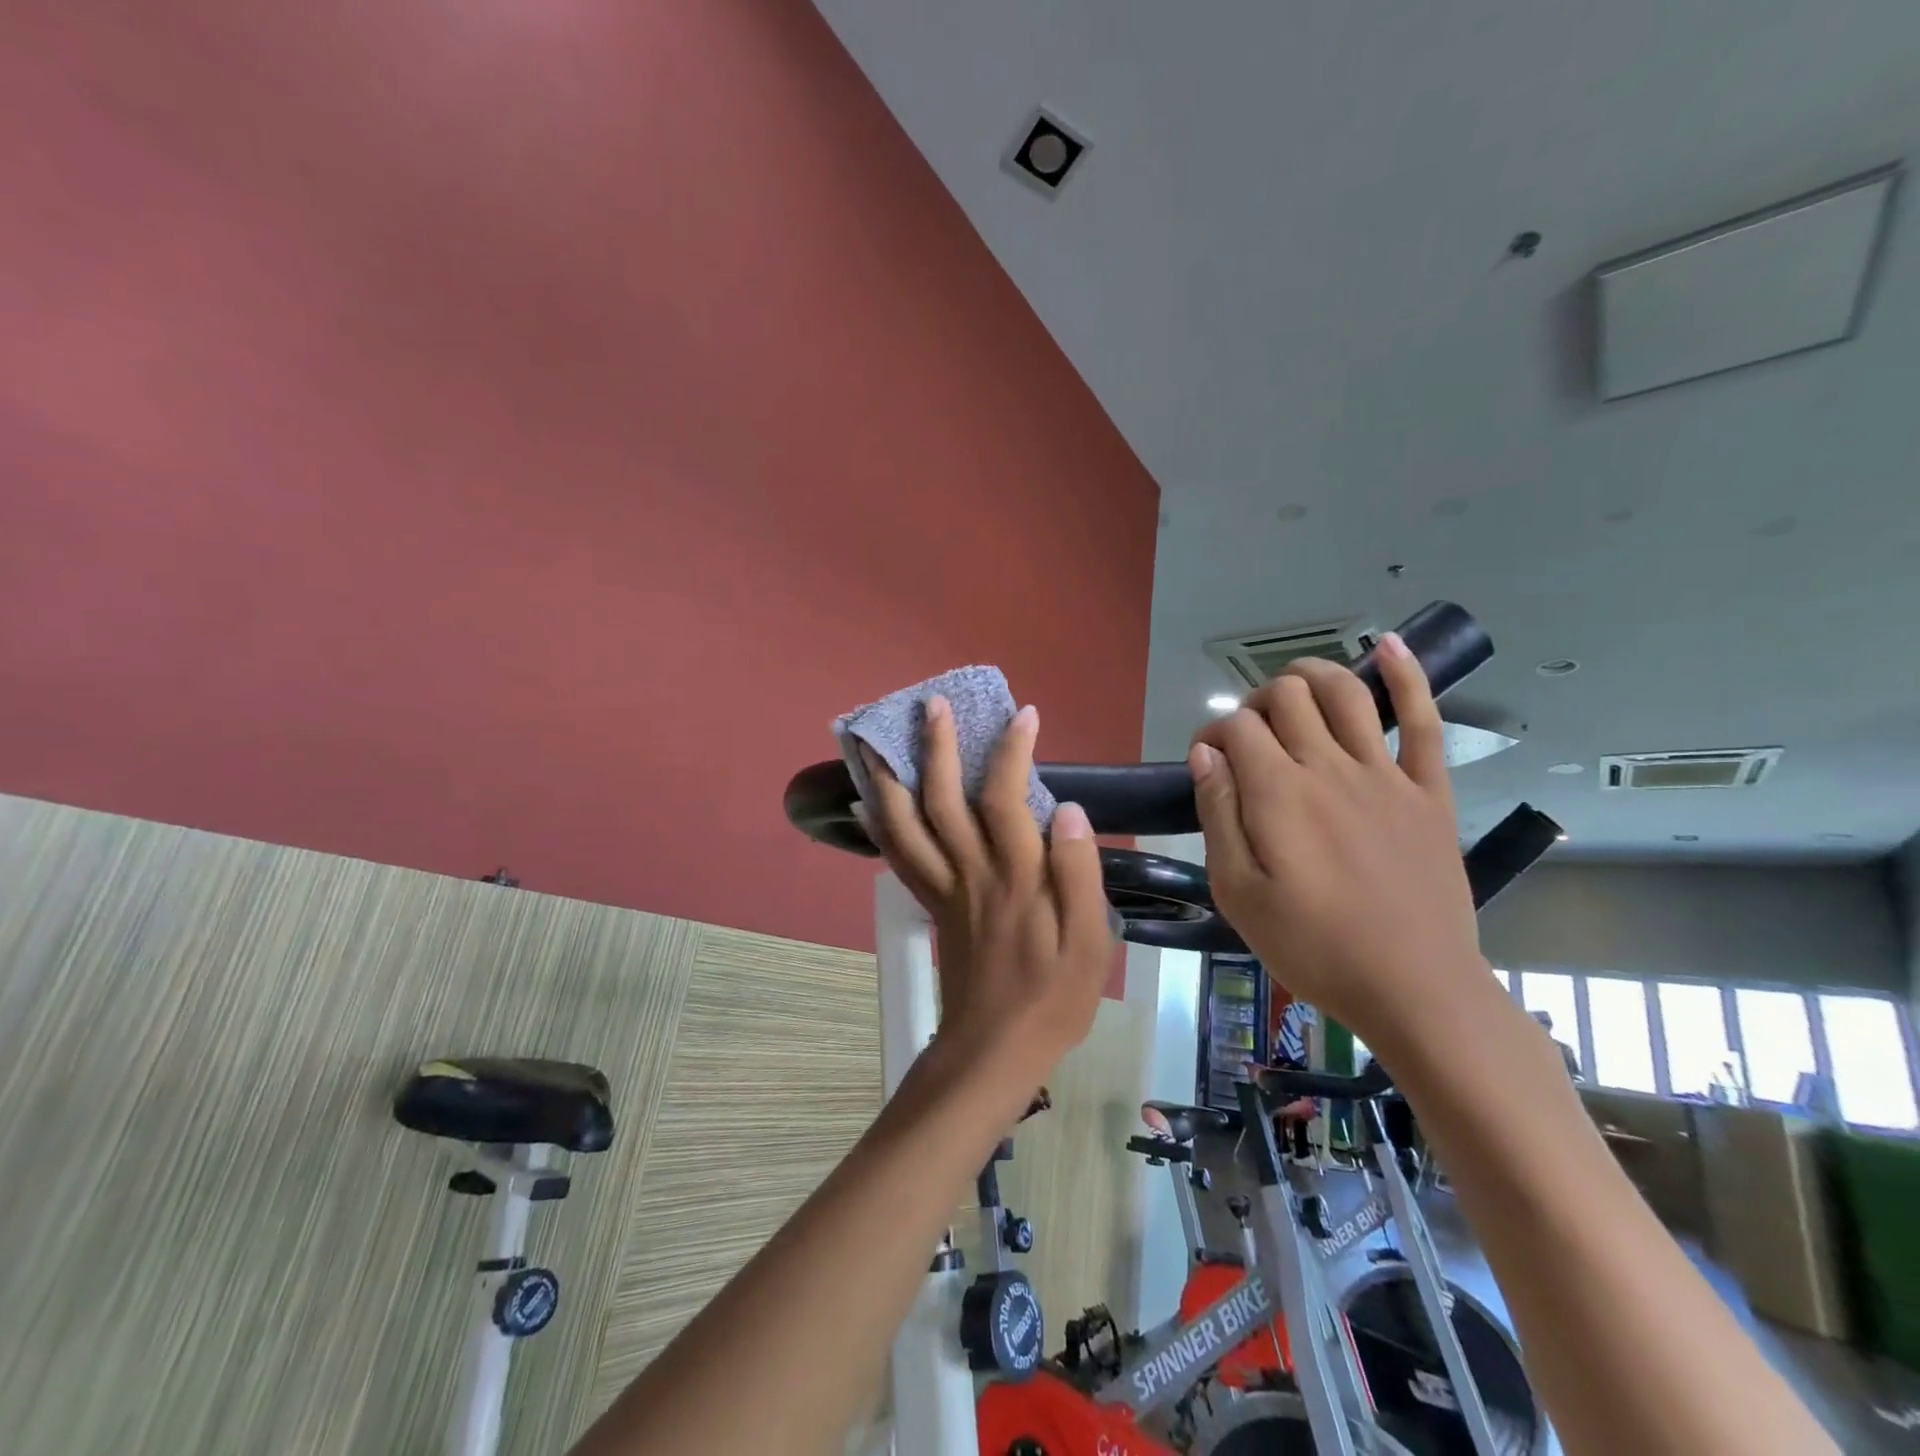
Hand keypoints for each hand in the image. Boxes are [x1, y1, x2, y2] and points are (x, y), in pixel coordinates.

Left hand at [858, 696, 1114, 1088]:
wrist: (994, 1050)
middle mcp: (971, 872)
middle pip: (942, 799)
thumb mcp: (1090, 944)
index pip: (1005, 798)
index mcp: (1016, 877)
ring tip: (874, 739)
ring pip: (906, 825)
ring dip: (889, 777)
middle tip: (930, 704)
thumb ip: (1080, 874)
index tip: (1023, 715)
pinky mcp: (930, 906)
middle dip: (935, 747)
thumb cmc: (1052, 998)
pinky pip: (897, 859)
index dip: (1012, 751)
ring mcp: (943, 888)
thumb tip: (1069, 810)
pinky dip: (879, 826)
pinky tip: (866, 802)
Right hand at [1189, 632, 1484, 1049]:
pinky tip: (1388, 645)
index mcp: (1278, 793)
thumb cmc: (1312, 947)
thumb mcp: (1238, 892)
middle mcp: (1329, 767)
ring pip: (1346, 692)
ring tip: (1292, 684)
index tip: (1207, 763)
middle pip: (1287, 697)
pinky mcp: (1428, 792)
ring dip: (1312, 675)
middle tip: (1249, 737)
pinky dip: (1407, 676)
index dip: (1213, 733)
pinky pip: (1423, 721)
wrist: (1414, 989)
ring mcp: (1385, 775)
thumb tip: (1205, 754)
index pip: (1237, 727)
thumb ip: (1218, 815)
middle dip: (1256, 701)